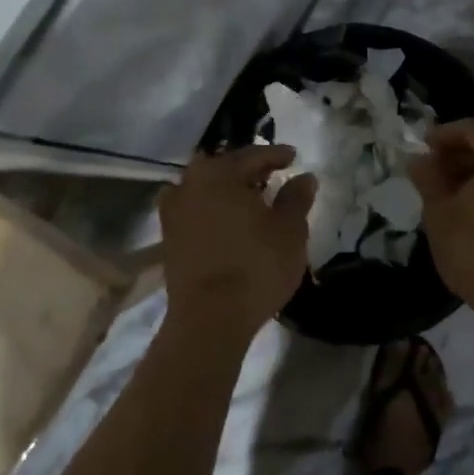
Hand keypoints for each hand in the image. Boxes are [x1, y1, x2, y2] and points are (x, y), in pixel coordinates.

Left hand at [160, 146, 317, 339]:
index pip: (254, 155)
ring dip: (227, 189)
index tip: (294, 157)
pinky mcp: (169, 238)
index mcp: (219, 172)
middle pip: (225, 167)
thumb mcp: (290, 230)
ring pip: (206, 188)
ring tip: (249, 198)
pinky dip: (212, 209)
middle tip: (271, 174)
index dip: (277, 155)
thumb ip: (296, 198)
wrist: (209, 319)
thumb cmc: (255, 266)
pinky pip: (195, 210)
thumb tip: (304, 177)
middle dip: (248, 169)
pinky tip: (227, 221)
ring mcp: (174, 211)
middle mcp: (190, 183)